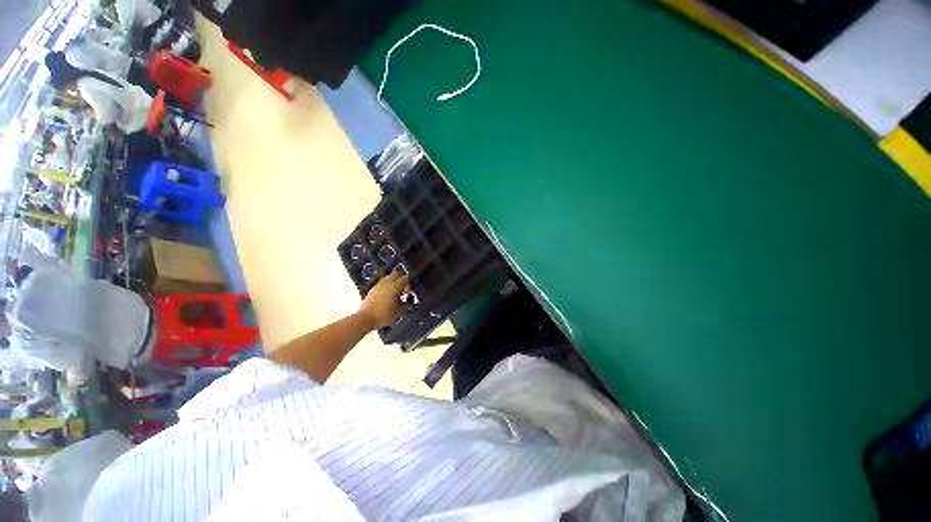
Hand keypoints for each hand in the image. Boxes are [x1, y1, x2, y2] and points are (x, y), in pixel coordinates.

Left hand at [358, 272, 408, 328]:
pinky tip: (387, 296)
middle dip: (401, 279)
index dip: (409, 283)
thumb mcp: (399, 311)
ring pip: (388, 278)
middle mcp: (387, 282)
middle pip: (396, 274)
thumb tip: (406, 301)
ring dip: (393, 282)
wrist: (366, 318)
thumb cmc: (384, 314)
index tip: (410, 290)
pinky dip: (386, 286)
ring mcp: (378, 285)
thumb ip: (405, 304)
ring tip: (395, 293)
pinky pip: (382, 283)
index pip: (405, 278)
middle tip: (403, 289)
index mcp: (395, 286)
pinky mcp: (372, 289)